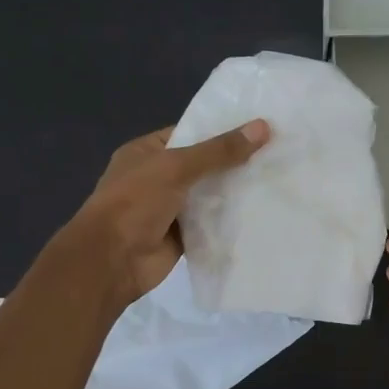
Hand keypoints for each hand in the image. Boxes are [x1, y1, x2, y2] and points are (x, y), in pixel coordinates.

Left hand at [67, 120, 270, 305]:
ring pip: (209, 195)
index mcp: (146, 153)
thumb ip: (219, 151)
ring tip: (277, 180)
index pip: (189, 133)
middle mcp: (157, 177)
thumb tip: (263, 127)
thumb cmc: (134, 203)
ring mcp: (169, 208)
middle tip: (277, 153)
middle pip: (203, 165)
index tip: (259, 128)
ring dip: (235, 192)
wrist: (112, 261)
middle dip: (234, 162)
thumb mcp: (176, 167)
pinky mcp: (182, 235)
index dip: (221, 130)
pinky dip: (230, 220)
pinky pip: (211, 223)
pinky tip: (262, 212)